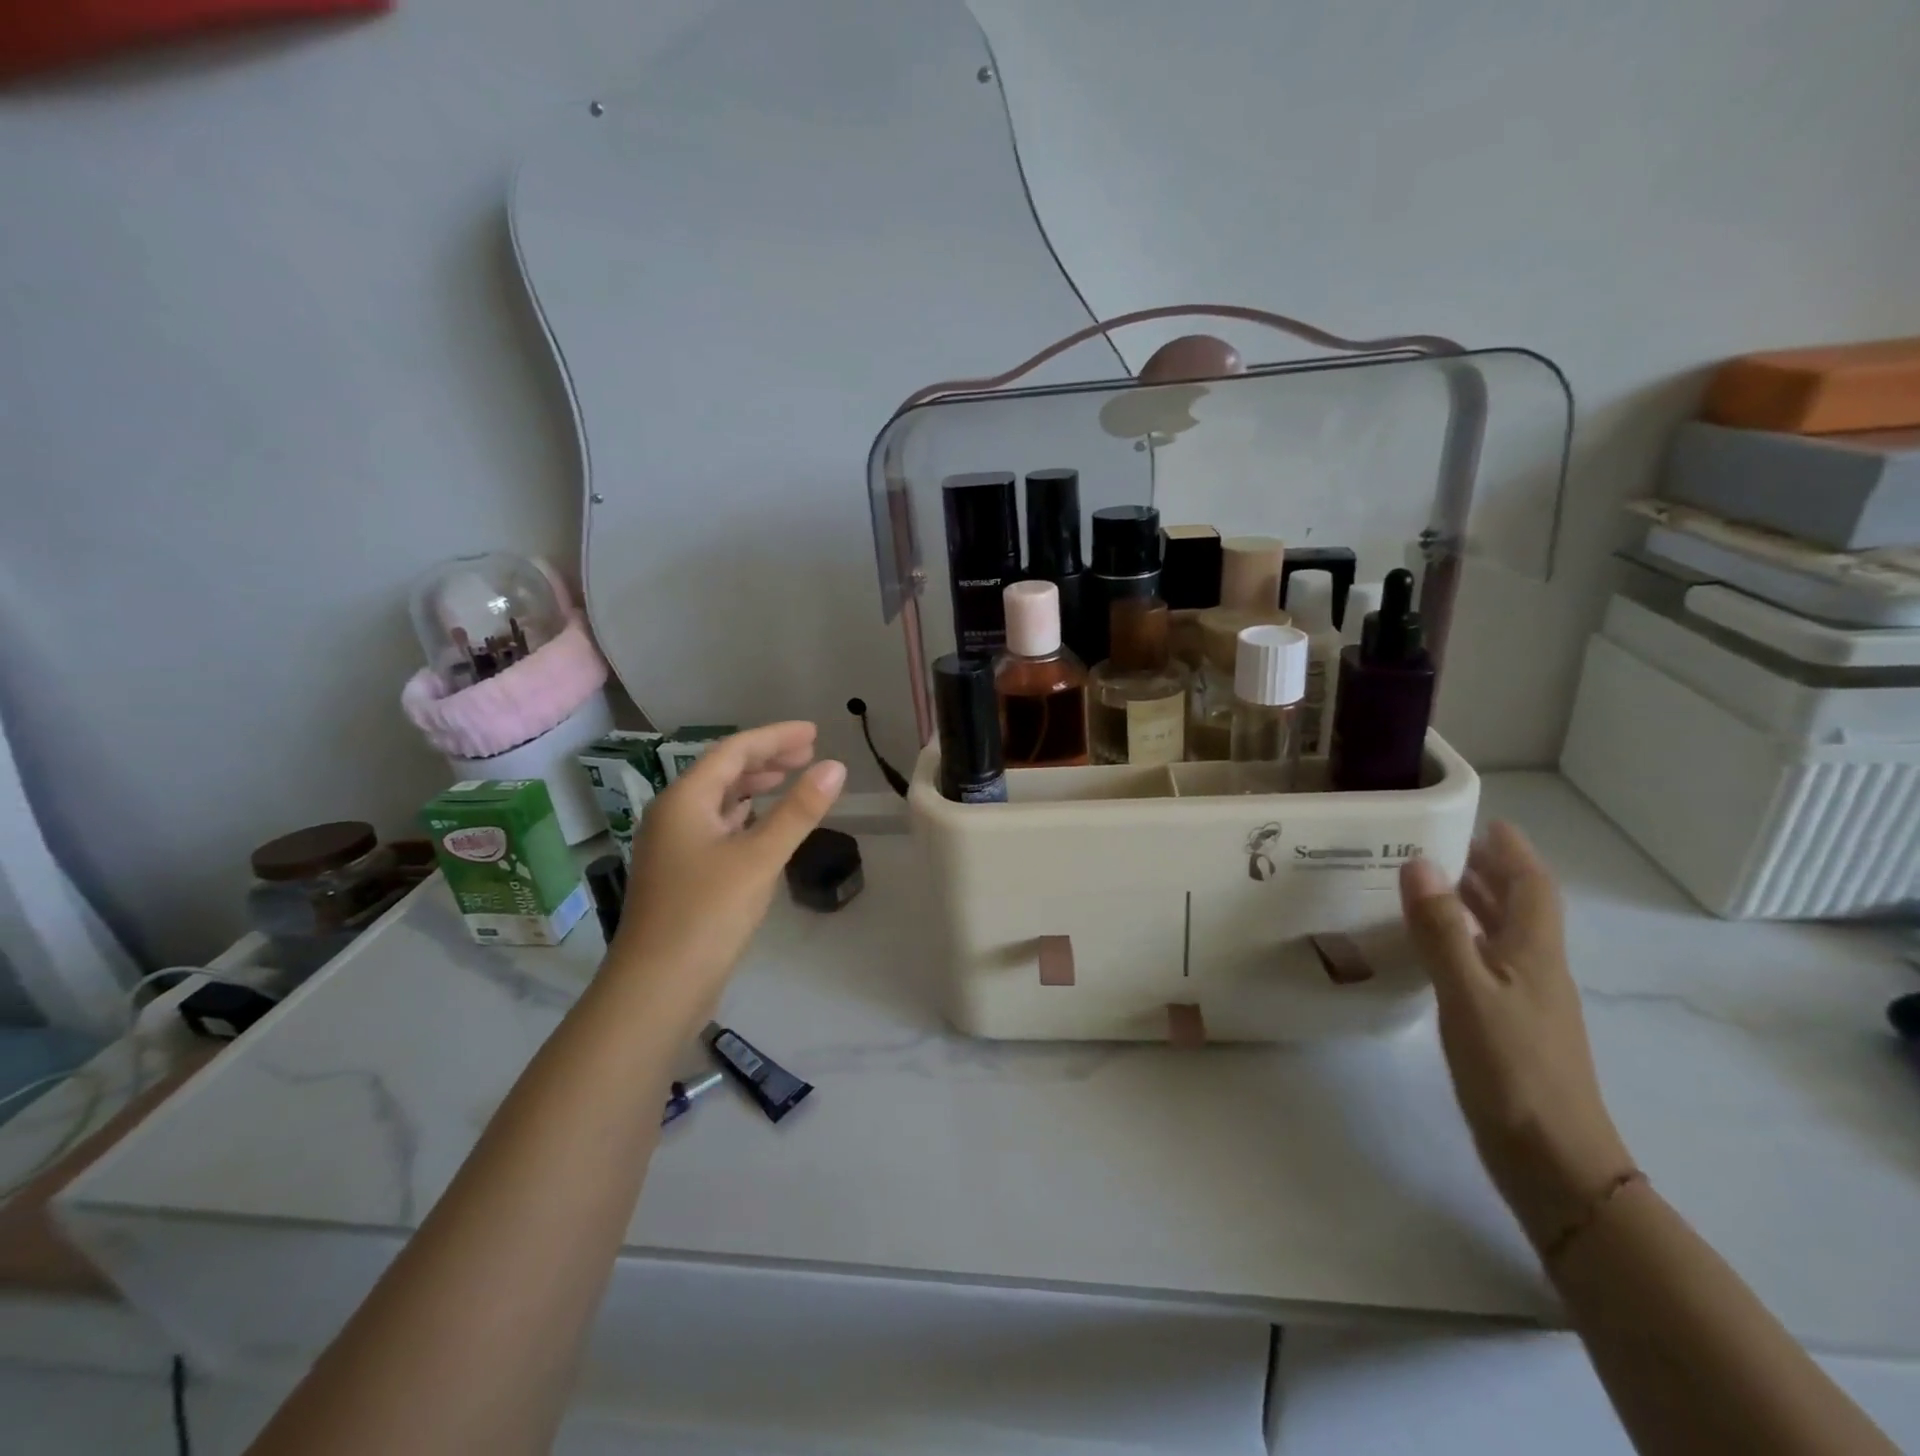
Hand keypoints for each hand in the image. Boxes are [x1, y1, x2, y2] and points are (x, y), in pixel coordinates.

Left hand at [608, 723, 844, 1023]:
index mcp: (685, 800)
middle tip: (809, 754)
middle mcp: (673, 815)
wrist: (656, 988)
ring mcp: (674, 846)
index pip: (734, 751)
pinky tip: (761, 823)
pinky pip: (716, 826)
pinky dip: (744, 815)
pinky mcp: (681, 874)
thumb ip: (798, 811)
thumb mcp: (759, 857)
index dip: (775, 737)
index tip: (814, 732)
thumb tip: (835, 766)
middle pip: (723, 771)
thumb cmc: (707, 914)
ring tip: (789, 778)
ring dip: (754, 785)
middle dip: (766, 758)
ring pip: (718, 800)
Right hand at [1399, 821, 1634, 1250]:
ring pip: (1502, 937)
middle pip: (1519, 908)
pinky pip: (1486, 965)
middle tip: (1446, 845)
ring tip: (1433, 885)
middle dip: (1490, 872)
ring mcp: (1525, 1002)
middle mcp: (1536, 970)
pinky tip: (1434, 951)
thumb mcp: (1468, 992)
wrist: (1553, 1162)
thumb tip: (1421, 862)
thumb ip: (1442, 929)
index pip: (1532, 887)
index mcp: (1534, 954)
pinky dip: (1463, 941)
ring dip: (1476, 905)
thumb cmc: (1512, 1069)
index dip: (1514, 853)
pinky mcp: (1509, 1029)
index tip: (1487, 822)